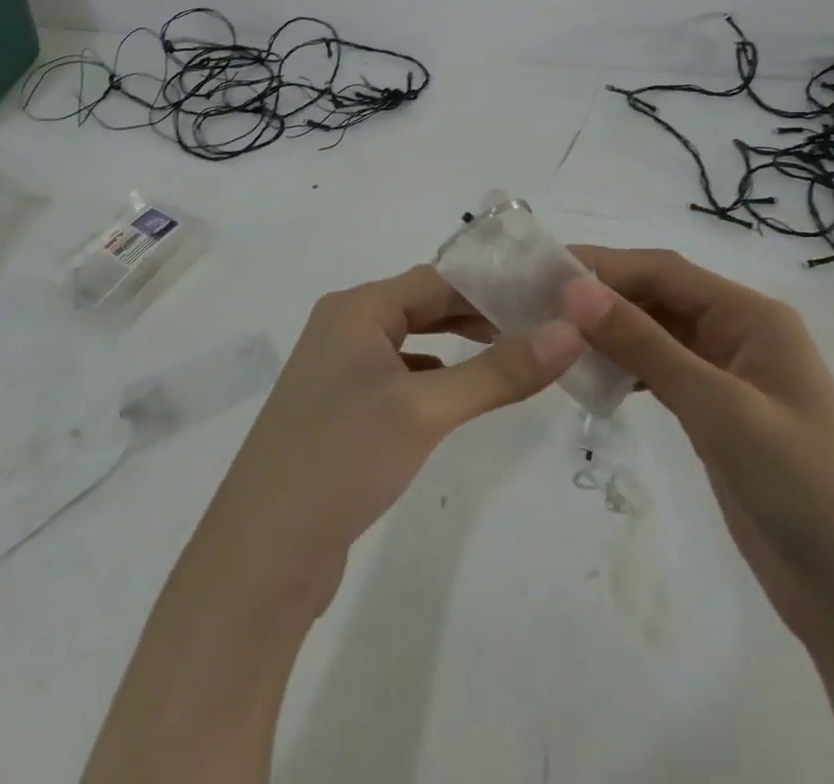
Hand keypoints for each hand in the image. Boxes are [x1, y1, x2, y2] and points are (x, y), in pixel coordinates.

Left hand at [186, 264, 586, 617]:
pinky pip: (399, 376)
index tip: (547, 294)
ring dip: (458, 344)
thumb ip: (498, 372)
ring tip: (513, 350)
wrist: (261, 556)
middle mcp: (344, 327)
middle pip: (423, 304)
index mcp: (357, 308)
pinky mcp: (341, 410)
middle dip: (478, 313)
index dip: (491, 283)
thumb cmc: (342, 459)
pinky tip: (460, 393)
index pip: (437, 278)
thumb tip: (571, 333)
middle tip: (541, 323)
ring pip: (412, 341)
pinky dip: (434, 376)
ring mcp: (339, 370)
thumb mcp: (425, 409)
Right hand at [563, 247, 833, 645]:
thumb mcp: (721, 410)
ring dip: (610, 332)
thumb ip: (646, 346)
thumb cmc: (806, 491)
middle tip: (535, 304)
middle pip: (659, 297)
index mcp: (753, 317)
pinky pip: (663, 373)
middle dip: (602, 296)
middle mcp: (740, 335)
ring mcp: (730, 378)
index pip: (665, 270)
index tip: (543, 271)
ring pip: (657, 334)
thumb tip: (574, 289)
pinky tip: (593, 377)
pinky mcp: (719, 417)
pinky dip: (627, 369)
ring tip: (552, 337)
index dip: (605, 265)